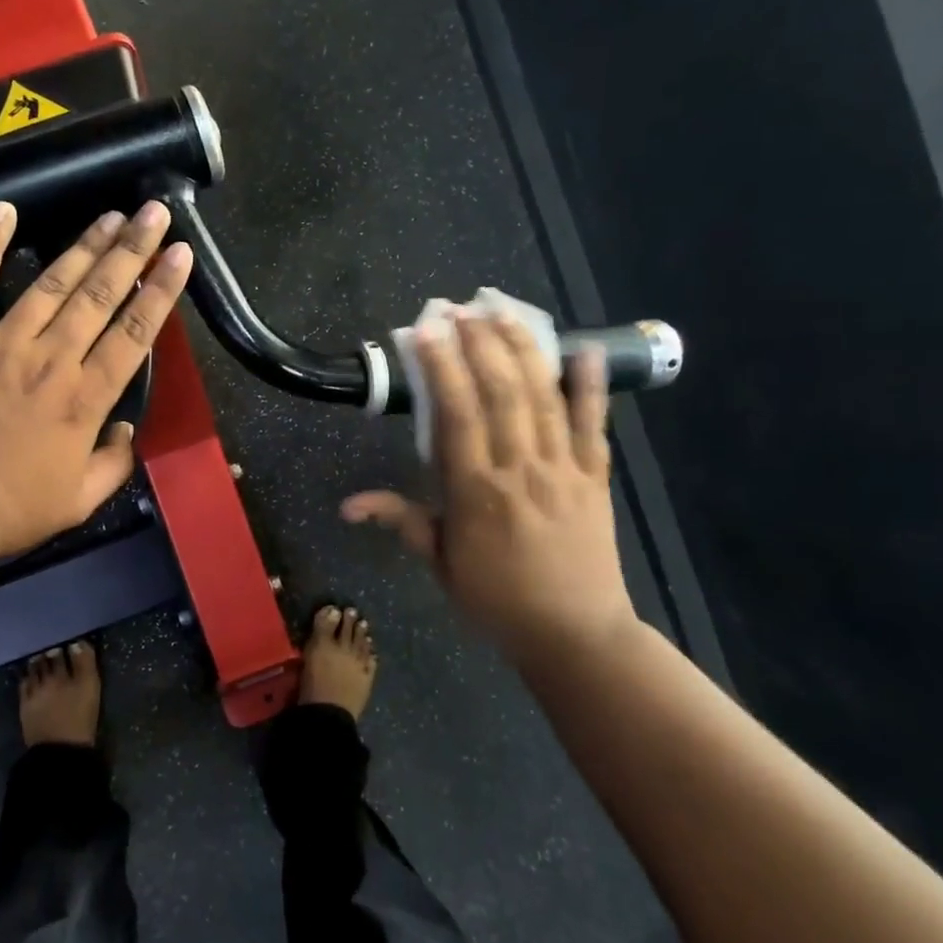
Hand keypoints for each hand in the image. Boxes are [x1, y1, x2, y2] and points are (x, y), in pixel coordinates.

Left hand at [0, 199, 191, 574]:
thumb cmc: (5, 513)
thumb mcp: (78, 503)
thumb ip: (113, 464)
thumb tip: (126, 431)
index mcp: (85, 399)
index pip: (134, 332)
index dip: (161, 290)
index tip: (180, 254)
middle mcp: (51, 360)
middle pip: (100, 295)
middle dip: (132, 250)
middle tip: (154, 212)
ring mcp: (0, 343)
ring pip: (51, 283)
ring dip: (84, 245)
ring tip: (110, 214)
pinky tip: (4, 211)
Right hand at [342, 315, 634, 662]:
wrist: (575, 634)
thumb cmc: (497, 600)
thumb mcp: (440, 564)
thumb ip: (400, 521)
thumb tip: (347, 505)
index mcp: (476, 491)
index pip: (456, 415)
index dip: (441, 367)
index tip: (427, 330)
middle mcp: (520, 469)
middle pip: (501, 393)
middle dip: (480, 343)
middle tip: (461, 307)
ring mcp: (563, 469)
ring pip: (544, 397)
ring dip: (523, 349)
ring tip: (504, 311)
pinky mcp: (595, 477)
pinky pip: (594, 425)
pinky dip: (591, 387)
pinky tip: (585, 350)